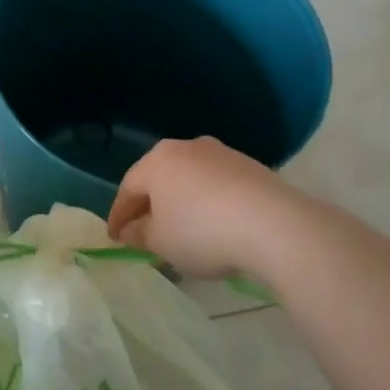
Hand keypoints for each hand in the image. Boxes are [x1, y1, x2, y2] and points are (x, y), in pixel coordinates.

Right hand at [108, 137, 304, 279]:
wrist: (274, 225)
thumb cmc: (202, 232)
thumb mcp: (160, 242)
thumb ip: (140, 235)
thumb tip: (133, 230)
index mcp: (158, 160)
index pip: (128, 188)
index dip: (118, 216)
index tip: (114, 239)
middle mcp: (187, 147)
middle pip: (160, 179)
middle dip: (150, 207)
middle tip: (144, 234)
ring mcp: (222, 154)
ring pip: (190, 181)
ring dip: (182, 204)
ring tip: (183, 233)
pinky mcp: (250, 167)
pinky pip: (217, 187)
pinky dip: (209, 205)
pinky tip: (215, 228)